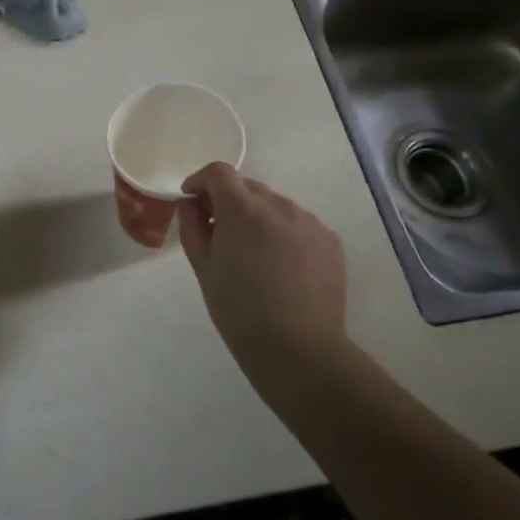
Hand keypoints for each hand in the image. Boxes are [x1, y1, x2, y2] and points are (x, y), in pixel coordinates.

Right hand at [177, 163, 348, 376]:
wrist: (297, 347)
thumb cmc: (238, 310)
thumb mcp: (203, 269)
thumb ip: (192, 227)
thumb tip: (190, 203)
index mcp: (242, 210)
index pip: (219, 172)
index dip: (201, 180)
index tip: (192, 200)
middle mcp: (279, 205)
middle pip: (248, 188)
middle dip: (229, 201)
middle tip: (219, 234)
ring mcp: (309, 221)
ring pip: (275, 207)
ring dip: (259, 218)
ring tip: (254, 256)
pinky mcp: (330, 240)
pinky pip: (298, 225)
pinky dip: (284, 234)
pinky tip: (281, 268)